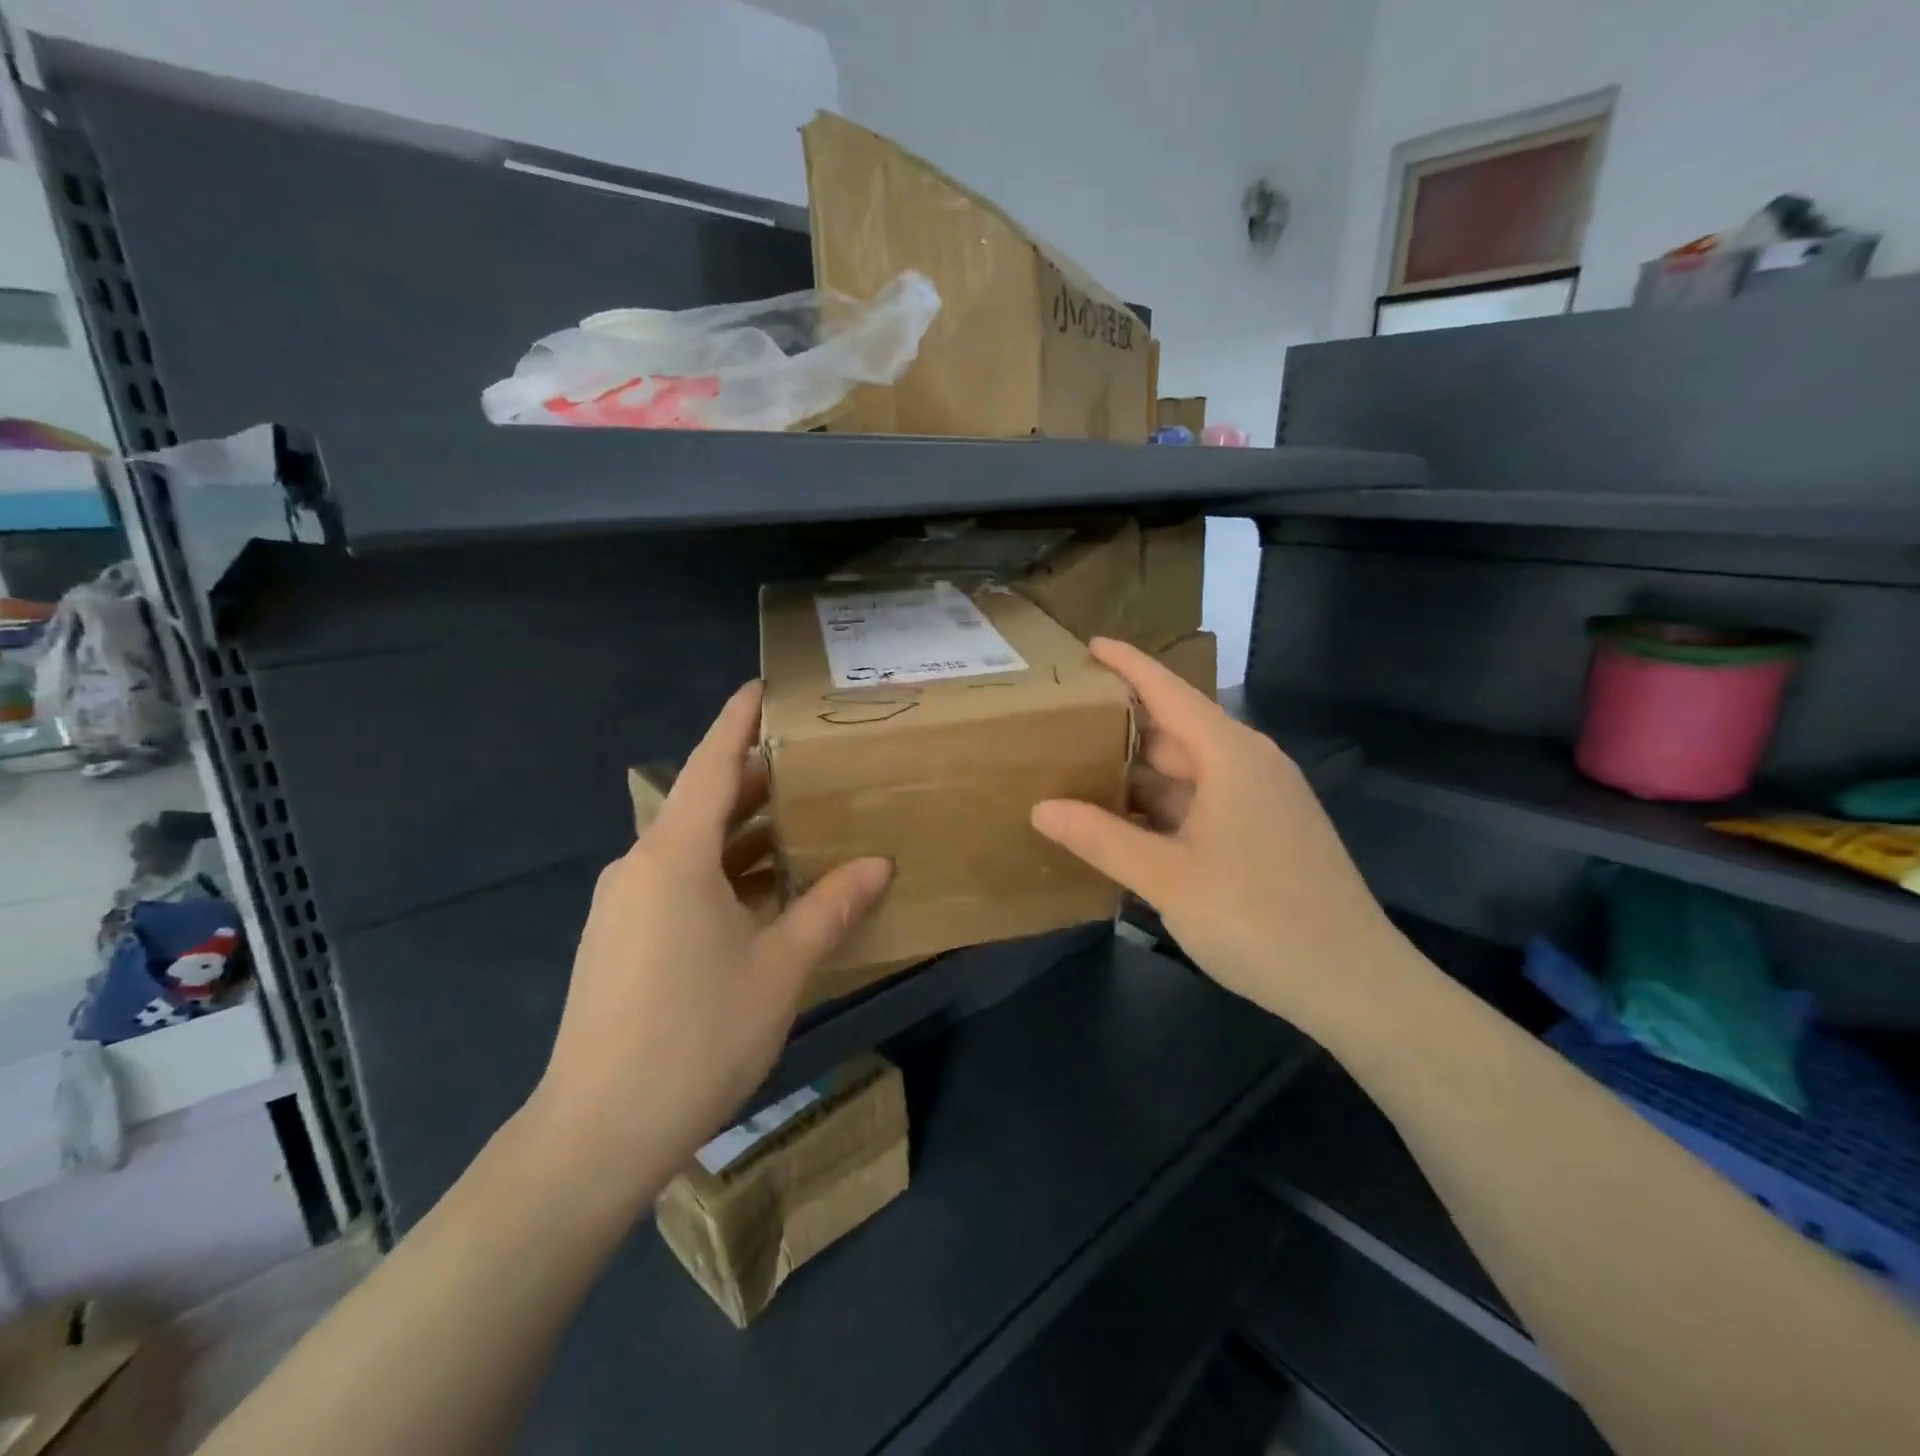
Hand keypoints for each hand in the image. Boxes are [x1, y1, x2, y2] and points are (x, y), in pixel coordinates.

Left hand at [528, 682, 891, 1194]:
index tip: (763, 688)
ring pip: (692, 849)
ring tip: (802, 828)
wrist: (597, 1133)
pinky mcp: (618, 939)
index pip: (712, 764)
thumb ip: (831, 907)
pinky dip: (722, 875)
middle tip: (813, 767)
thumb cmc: (697, 1036)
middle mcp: (640, 866)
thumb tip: (879, 864)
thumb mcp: (780, 968)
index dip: (738, 721)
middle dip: (756, 784)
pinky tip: (763, 897)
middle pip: (704, 804)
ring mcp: (623, 904)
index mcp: (674, 856)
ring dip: (744, 837)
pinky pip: (677, 884)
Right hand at [1030, 639, 1414, 1035]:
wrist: (1353, 983)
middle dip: (1123, 728)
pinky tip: (1127, 826)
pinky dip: (1164, 807)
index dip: (1128, 666)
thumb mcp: (1167, 877)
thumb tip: (1040, 809)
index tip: (1089, 646)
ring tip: (1081, 775)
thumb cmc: (1257, 918)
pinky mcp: (1267, 833)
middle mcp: (1250, 766)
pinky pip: (1204, 803)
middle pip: (1176, 731)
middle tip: (1064, 726)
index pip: (1170, 692)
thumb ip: (1102, 838)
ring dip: (1140, 775)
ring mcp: (1263, 801)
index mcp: (1231, 757)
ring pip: (1189, 772)